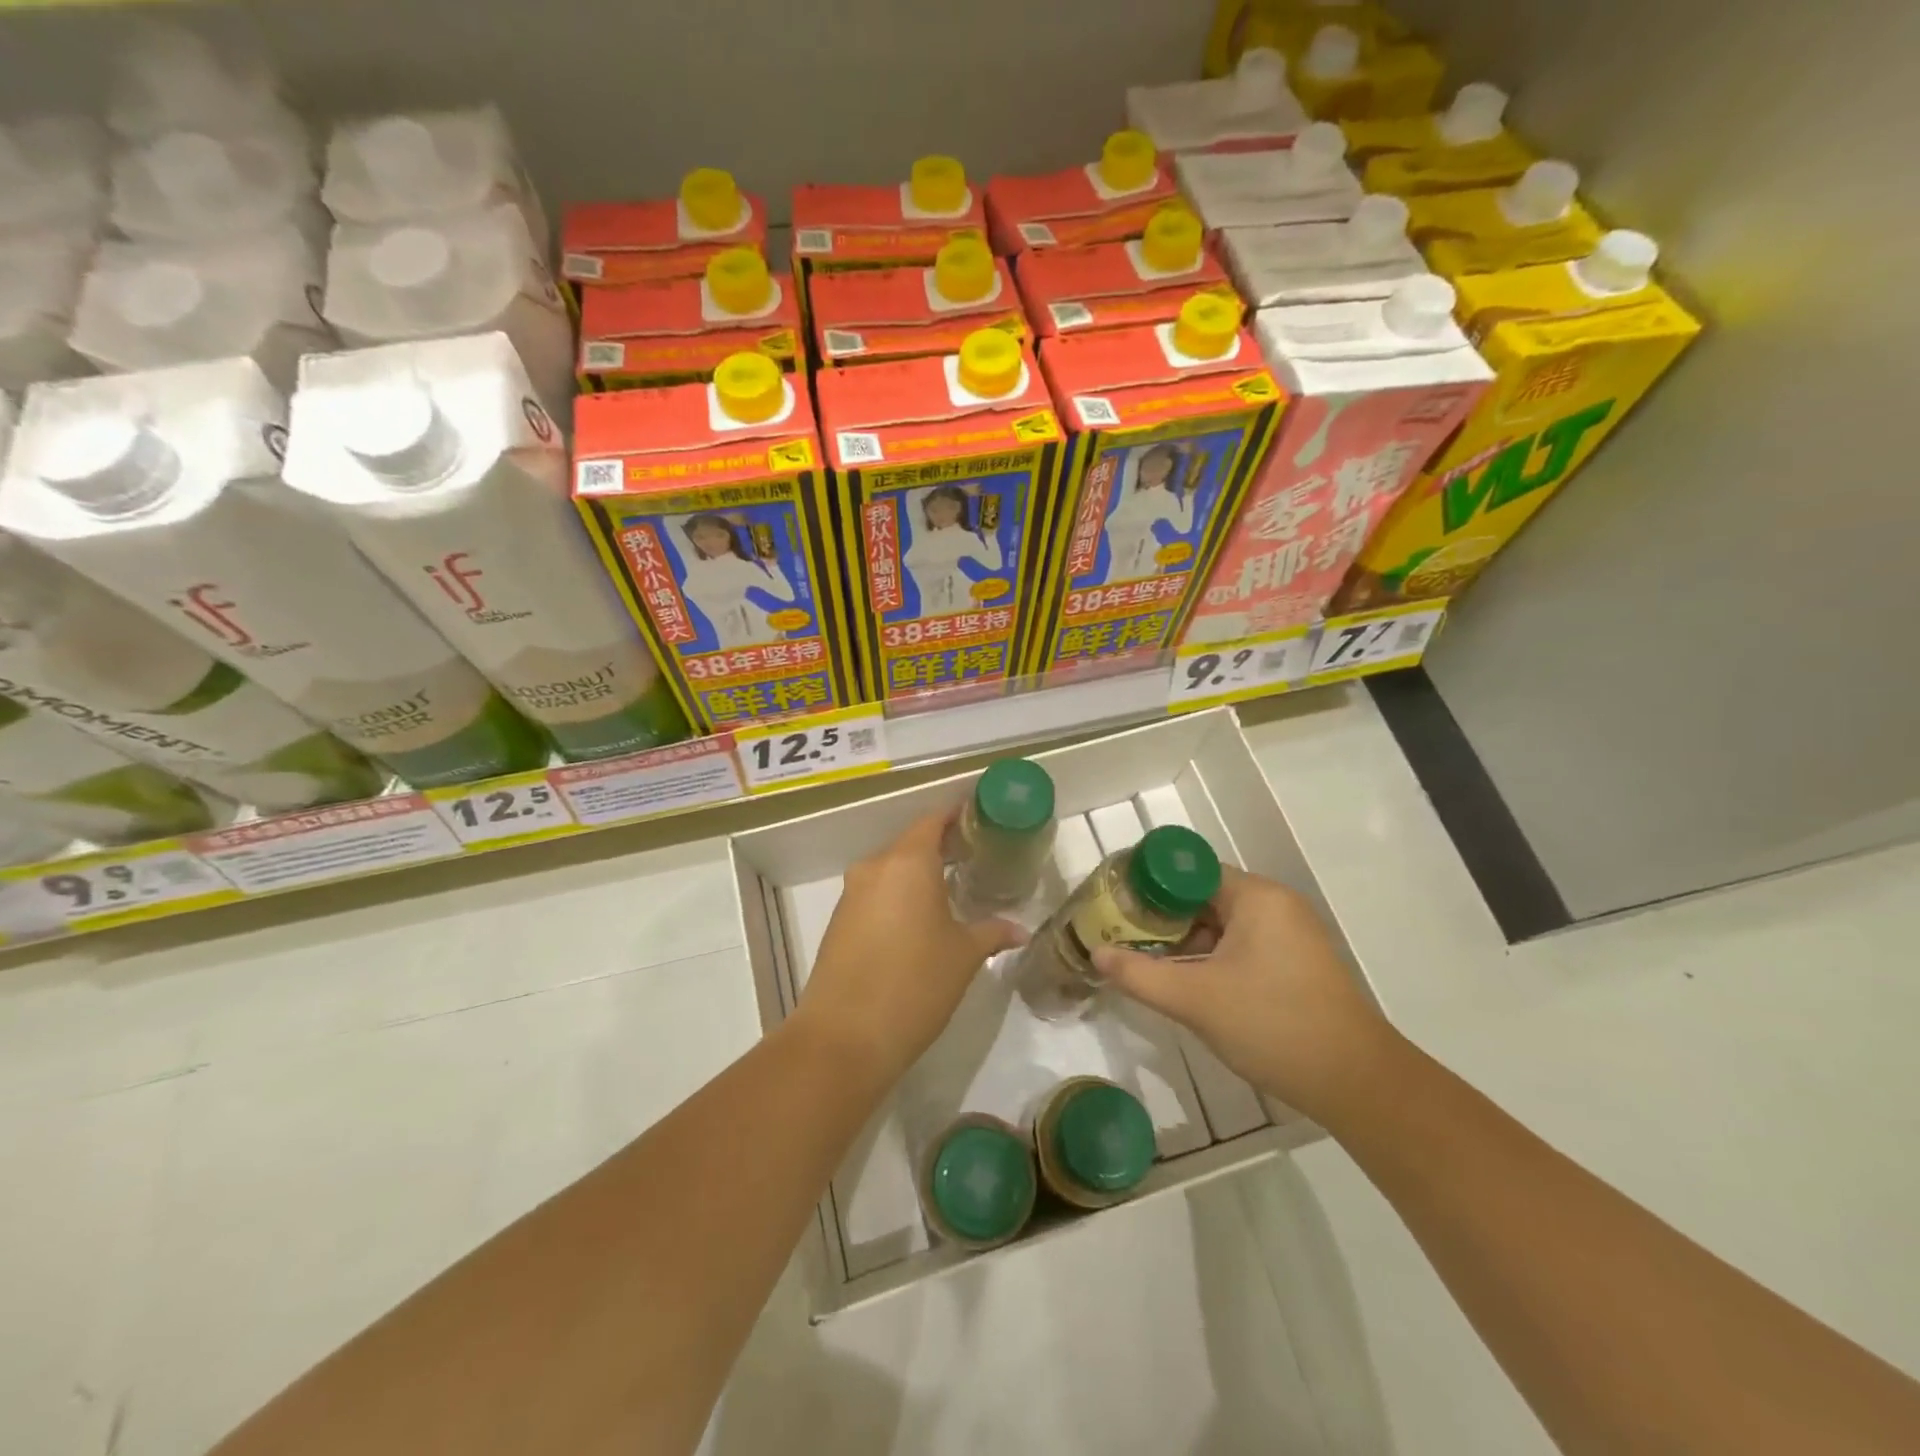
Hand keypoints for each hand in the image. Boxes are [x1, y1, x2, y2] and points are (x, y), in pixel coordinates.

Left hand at [795, 810, 1025, 1088]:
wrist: (844, 1037)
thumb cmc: (915, 984)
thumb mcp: (964, 956)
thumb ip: (992, 932)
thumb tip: (1019, 929)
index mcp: (908, 862)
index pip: (932, 821)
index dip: (956, 816)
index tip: (979, 819)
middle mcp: (875, 868)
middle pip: (910, 844)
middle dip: (940, 848)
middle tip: (974, 858)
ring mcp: (851, 895)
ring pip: (890, 871)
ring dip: (917, 875)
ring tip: (950, 891)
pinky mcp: (838, 922)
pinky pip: (875, 895)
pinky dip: (897, 898)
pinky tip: (918, 922)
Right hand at [1092, 867, 1394, 1121]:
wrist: (1356, 1083)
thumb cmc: (1272, 1025)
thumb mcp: (1195, 1000)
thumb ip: (1139, 974)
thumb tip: (1096, 953)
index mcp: (1256, 897)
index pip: (1189, 872)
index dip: (1149, 885)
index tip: (1117, 904)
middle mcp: (1276, 905)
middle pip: (1204, 896)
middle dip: (1163, 917)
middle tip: (1125, 936)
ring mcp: (1291, 934)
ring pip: (1223, 924)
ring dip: (1187, 941)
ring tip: (1147, 960)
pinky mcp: (1296, 963)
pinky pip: (1242, 945)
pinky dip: (1212, 957)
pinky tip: (1188, 982)